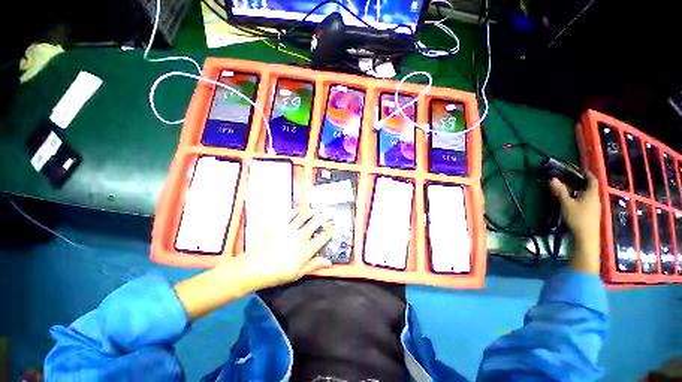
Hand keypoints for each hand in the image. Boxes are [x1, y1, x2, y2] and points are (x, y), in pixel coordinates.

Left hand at [239, 208, 334, 289]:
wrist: (257, 267)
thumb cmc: (279, 273)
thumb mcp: (299, 273)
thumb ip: (314, 265)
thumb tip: (329, 262)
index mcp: (306, 250)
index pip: (322, 238)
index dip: (330, 231)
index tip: (334, 227)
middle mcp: (300, 237)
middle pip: (316, 223)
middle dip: (325, 217)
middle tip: (330, 214)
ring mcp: (289, 230)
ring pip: (304, 217)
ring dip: (312, 212)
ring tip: (317, 210)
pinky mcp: (279, 226)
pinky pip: (288, 215)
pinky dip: (295, 211)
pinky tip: (298, 210)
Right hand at [550, 172, 600, 273]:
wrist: (585, 238)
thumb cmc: (577, 218)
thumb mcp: (566, 203)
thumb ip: (560, 191)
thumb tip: (552, 179)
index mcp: (592, 194)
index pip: (592, 179)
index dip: (587, 173)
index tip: (579, 170)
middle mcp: (596, 199)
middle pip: (590, 187)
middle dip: (581, 182)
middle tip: (569, 179)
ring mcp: (595, 207)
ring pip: (588, 195)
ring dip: (579, 191)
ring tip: (568, 189)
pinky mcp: (592, 214)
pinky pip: (587, 202)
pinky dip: (580, 198)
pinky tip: (572, 201)